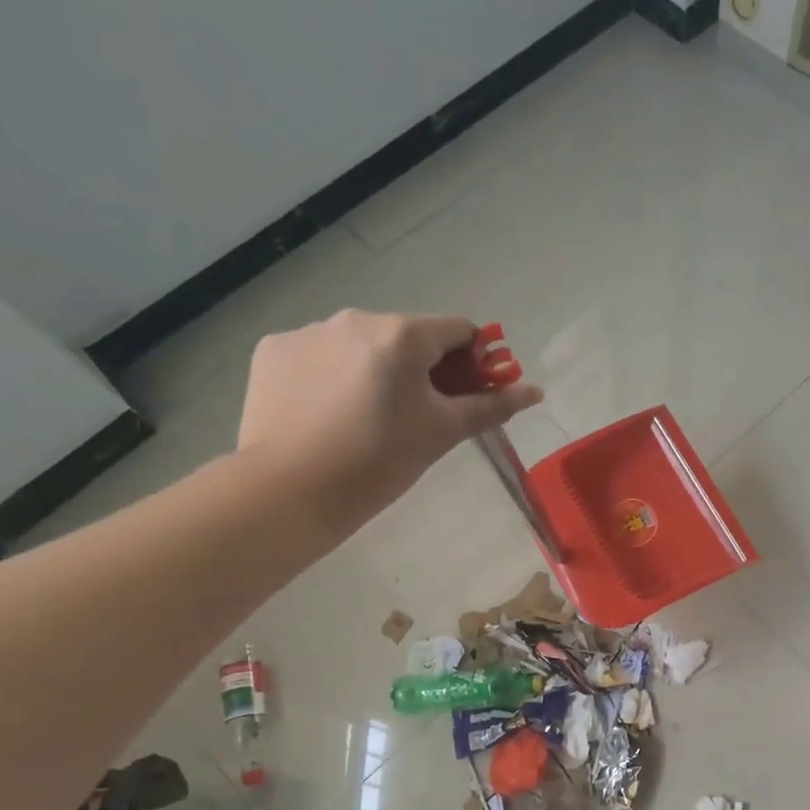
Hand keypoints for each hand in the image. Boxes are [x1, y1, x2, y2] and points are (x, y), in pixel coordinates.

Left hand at [237, 311, 542, 511]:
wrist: (290, 491)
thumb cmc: (379, 461)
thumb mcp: (442, 433)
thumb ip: (490, 406)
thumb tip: (536, 391)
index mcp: (403, 335)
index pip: (459, 331)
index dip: (473, 362)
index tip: (466, 397)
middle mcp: (355, 318)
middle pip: (408, 337)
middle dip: (421, 369)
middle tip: (416, 417)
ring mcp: (309, 331)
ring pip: (361, 345)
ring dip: (375, 370)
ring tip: (364, 420)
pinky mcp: (273, 351)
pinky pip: (318, 355)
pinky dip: (330, 376)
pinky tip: (326, 414)